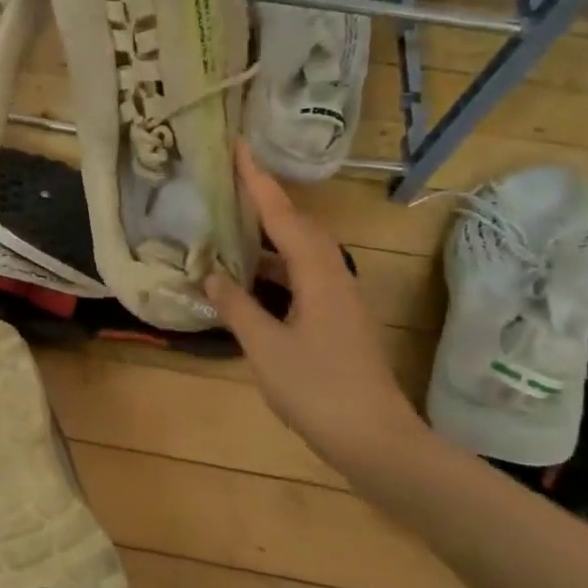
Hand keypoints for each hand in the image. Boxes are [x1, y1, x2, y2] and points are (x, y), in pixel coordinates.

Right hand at [205, 144, 423, 462]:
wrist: (376, 440)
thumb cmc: (318, 390)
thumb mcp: (266, 348)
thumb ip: (236, 307)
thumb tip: (211, 274)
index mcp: (318, 275)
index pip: (283, 217)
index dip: (259, 182)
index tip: (240, 148)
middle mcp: (333, 277)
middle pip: (297, 227)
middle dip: (265, 201)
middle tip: (230, 181)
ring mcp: (338, 300)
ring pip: (300, 253)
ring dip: (268, 235)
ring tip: (232, 224)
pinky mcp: (336, 320)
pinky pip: (301, 276)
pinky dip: (274, 267)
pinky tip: (250, 279)